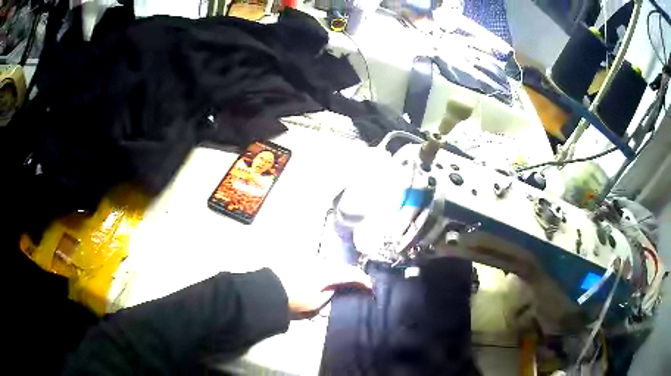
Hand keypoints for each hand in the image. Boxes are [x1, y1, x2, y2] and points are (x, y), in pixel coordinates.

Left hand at [273, 260, 372, 319]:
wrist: (268, 291)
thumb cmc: (293, 299)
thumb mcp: (315, 303)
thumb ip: (329, 293)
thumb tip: (334, 287)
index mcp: (326, 273)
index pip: (350, 273)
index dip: (362, 279)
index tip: (370, 286)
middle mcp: (320, 263)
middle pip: (340, 266)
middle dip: (350, 274)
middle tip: (357, 283)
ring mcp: (309, 260)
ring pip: (329, 264)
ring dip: (337, 271)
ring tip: (341, 281)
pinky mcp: (300, 261)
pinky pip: (319, 264)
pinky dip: (325, 270)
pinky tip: (323, 277)